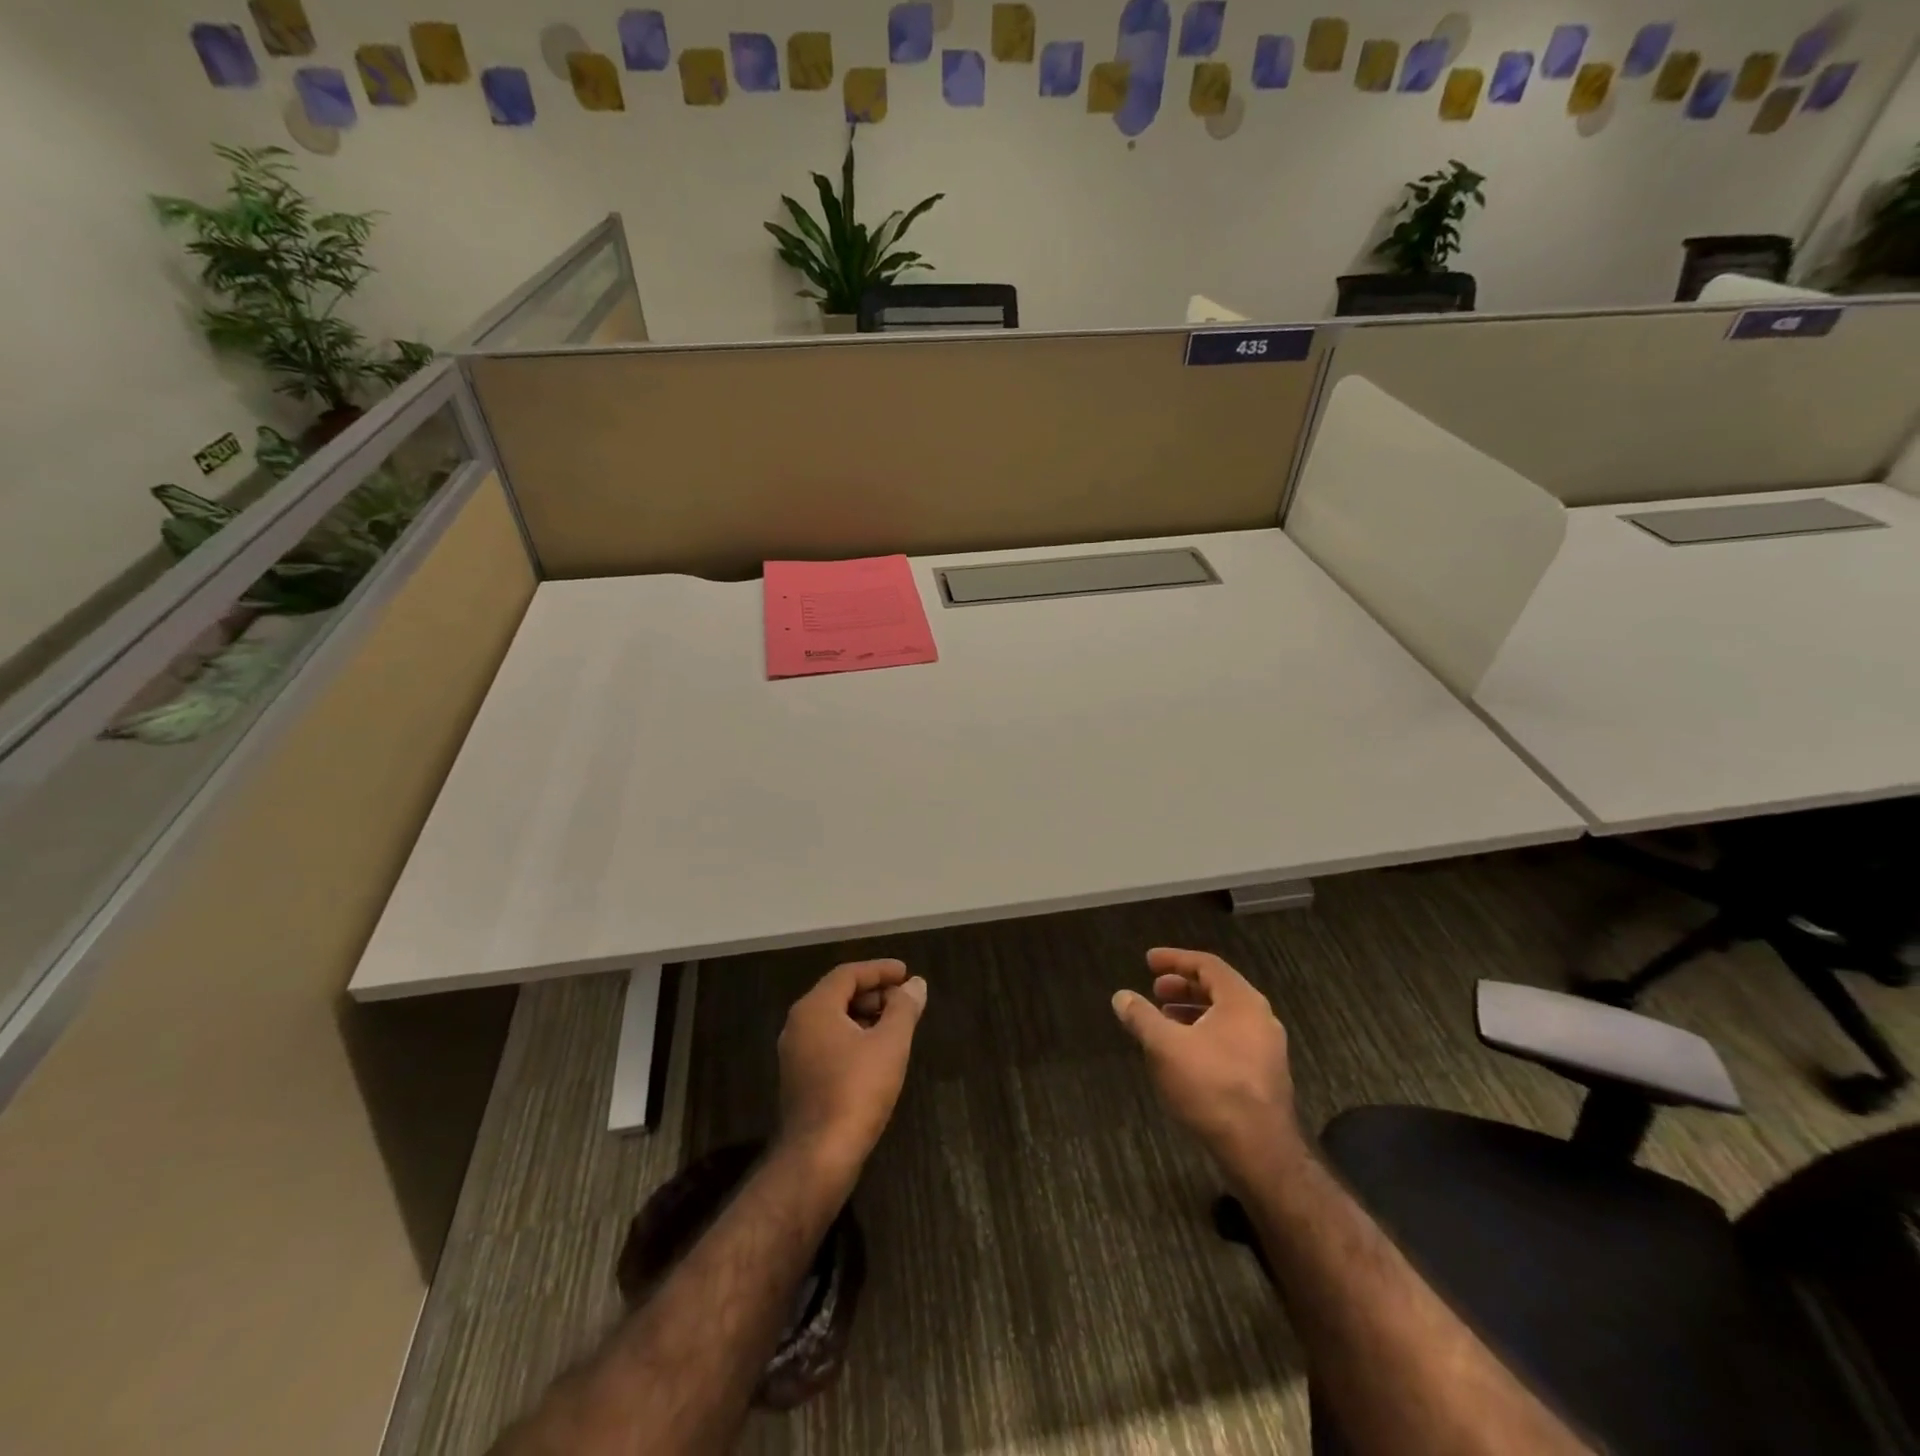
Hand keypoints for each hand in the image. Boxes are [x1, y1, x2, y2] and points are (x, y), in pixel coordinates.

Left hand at [778, 959, 926, 1175]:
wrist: (819, 1157)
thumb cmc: (856, 1090)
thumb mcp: (890, 1044)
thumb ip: (904, 1008)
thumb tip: (916, 984)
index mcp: (814, 1008)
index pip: (848, 974)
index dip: (879, 970)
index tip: (906, 972)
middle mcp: (798, 1025)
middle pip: (838, 995)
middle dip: (874, 993)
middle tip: (904, 1000)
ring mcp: (795, 1055)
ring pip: (833, 1021)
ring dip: (865, 1016)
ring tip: (896, 1025)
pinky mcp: (799, 1080)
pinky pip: (828, 1043)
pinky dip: (853, 1038)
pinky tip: (877, 1054)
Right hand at [1111, 948, 1301, 1168]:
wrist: (1260, 1150)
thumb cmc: (1211, 1086)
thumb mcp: (1165, 1046)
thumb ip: (1141, 1017)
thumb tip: (1121, 996)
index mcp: (1242, 1001)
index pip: (1207, 964)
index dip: (1174, 959)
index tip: (1148, 961)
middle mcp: (1261, 1018)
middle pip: (1218, 989)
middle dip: (1183, 987)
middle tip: (1155, 990)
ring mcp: (1267, 1048)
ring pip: (1225, 1017)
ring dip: (1192, 1012)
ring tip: (1164, 1021)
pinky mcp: (1266, 1075)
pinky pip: (1232, 1039)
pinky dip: (1205, 1034)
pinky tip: (1184, 1053)